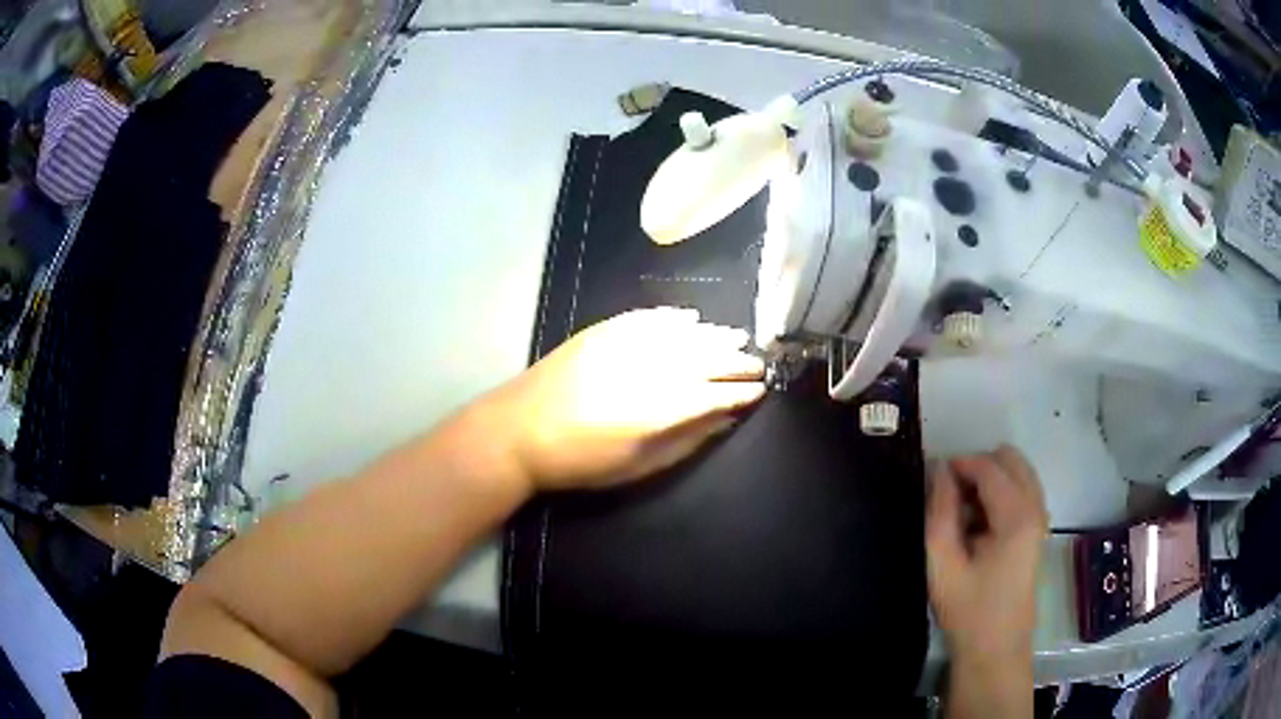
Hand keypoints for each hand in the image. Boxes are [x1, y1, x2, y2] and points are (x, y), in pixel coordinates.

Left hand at [483, 307, 765, 491]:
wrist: (518, 431)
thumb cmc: (580, 461)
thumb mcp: (638, 466)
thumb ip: (686, 440)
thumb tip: (723, 419)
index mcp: (659, 408)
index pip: (715, 393)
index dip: (741, 391)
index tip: (761, 389)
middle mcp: (648, 368)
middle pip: (706, 358)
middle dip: (736, 360)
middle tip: (758, 363)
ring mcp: (624, 343)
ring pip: (682, 334)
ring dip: (714, 335)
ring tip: (737, 337)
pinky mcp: (603, 331)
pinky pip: (649, 318)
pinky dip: (674, 318)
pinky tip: (691, 318)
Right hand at [926, 446, 1047, 664]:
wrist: (996, 649)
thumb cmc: (968, 610)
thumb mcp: (943, 564)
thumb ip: (940, 512)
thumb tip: (940, 470)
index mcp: (1017, 516)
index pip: (989, 467)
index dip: (959, 465)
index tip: (931, 479)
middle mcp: (1037, 507)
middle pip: (1009, 460)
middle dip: (977, 467)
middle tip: (949, 497)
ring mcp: (1041, 517)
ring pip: (1017, 472)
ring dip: (988, 480)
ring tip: (961, 512)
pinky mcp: (1038, 529)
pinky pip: (1021, 490)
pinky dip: (999, 493)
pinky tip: (979, 524)